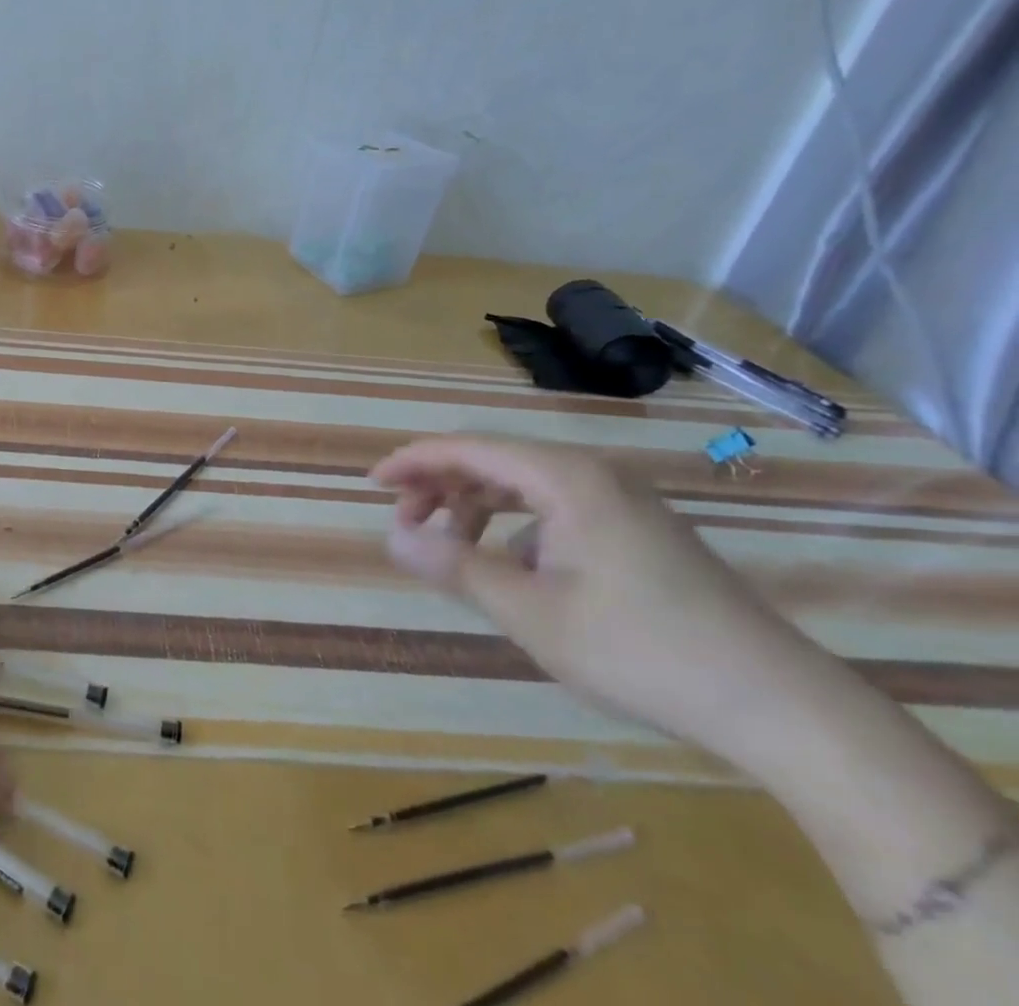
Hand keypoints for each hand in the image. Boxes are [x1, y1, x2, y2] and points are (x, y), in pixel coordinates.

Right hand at [371, 435, 829, 764]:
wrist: (783, 707)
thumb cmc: (641, 650)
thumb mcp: (530, 612)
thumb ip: (455, 565)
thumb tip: (393, 536)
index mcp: (565, 478)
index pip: (468, 448)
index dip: (413, 461)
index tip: (372, 484)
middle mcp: (593, 474)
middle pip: (495, 460)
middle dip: (441, 486)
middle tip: (406, 524)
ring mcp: (623, 501)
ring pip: (525, 484)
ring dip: (477, 507)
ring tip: (453, 548)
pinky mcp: (642, 530)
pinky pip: (557, 507)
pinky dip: (517, 525)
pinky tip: (518, 570)